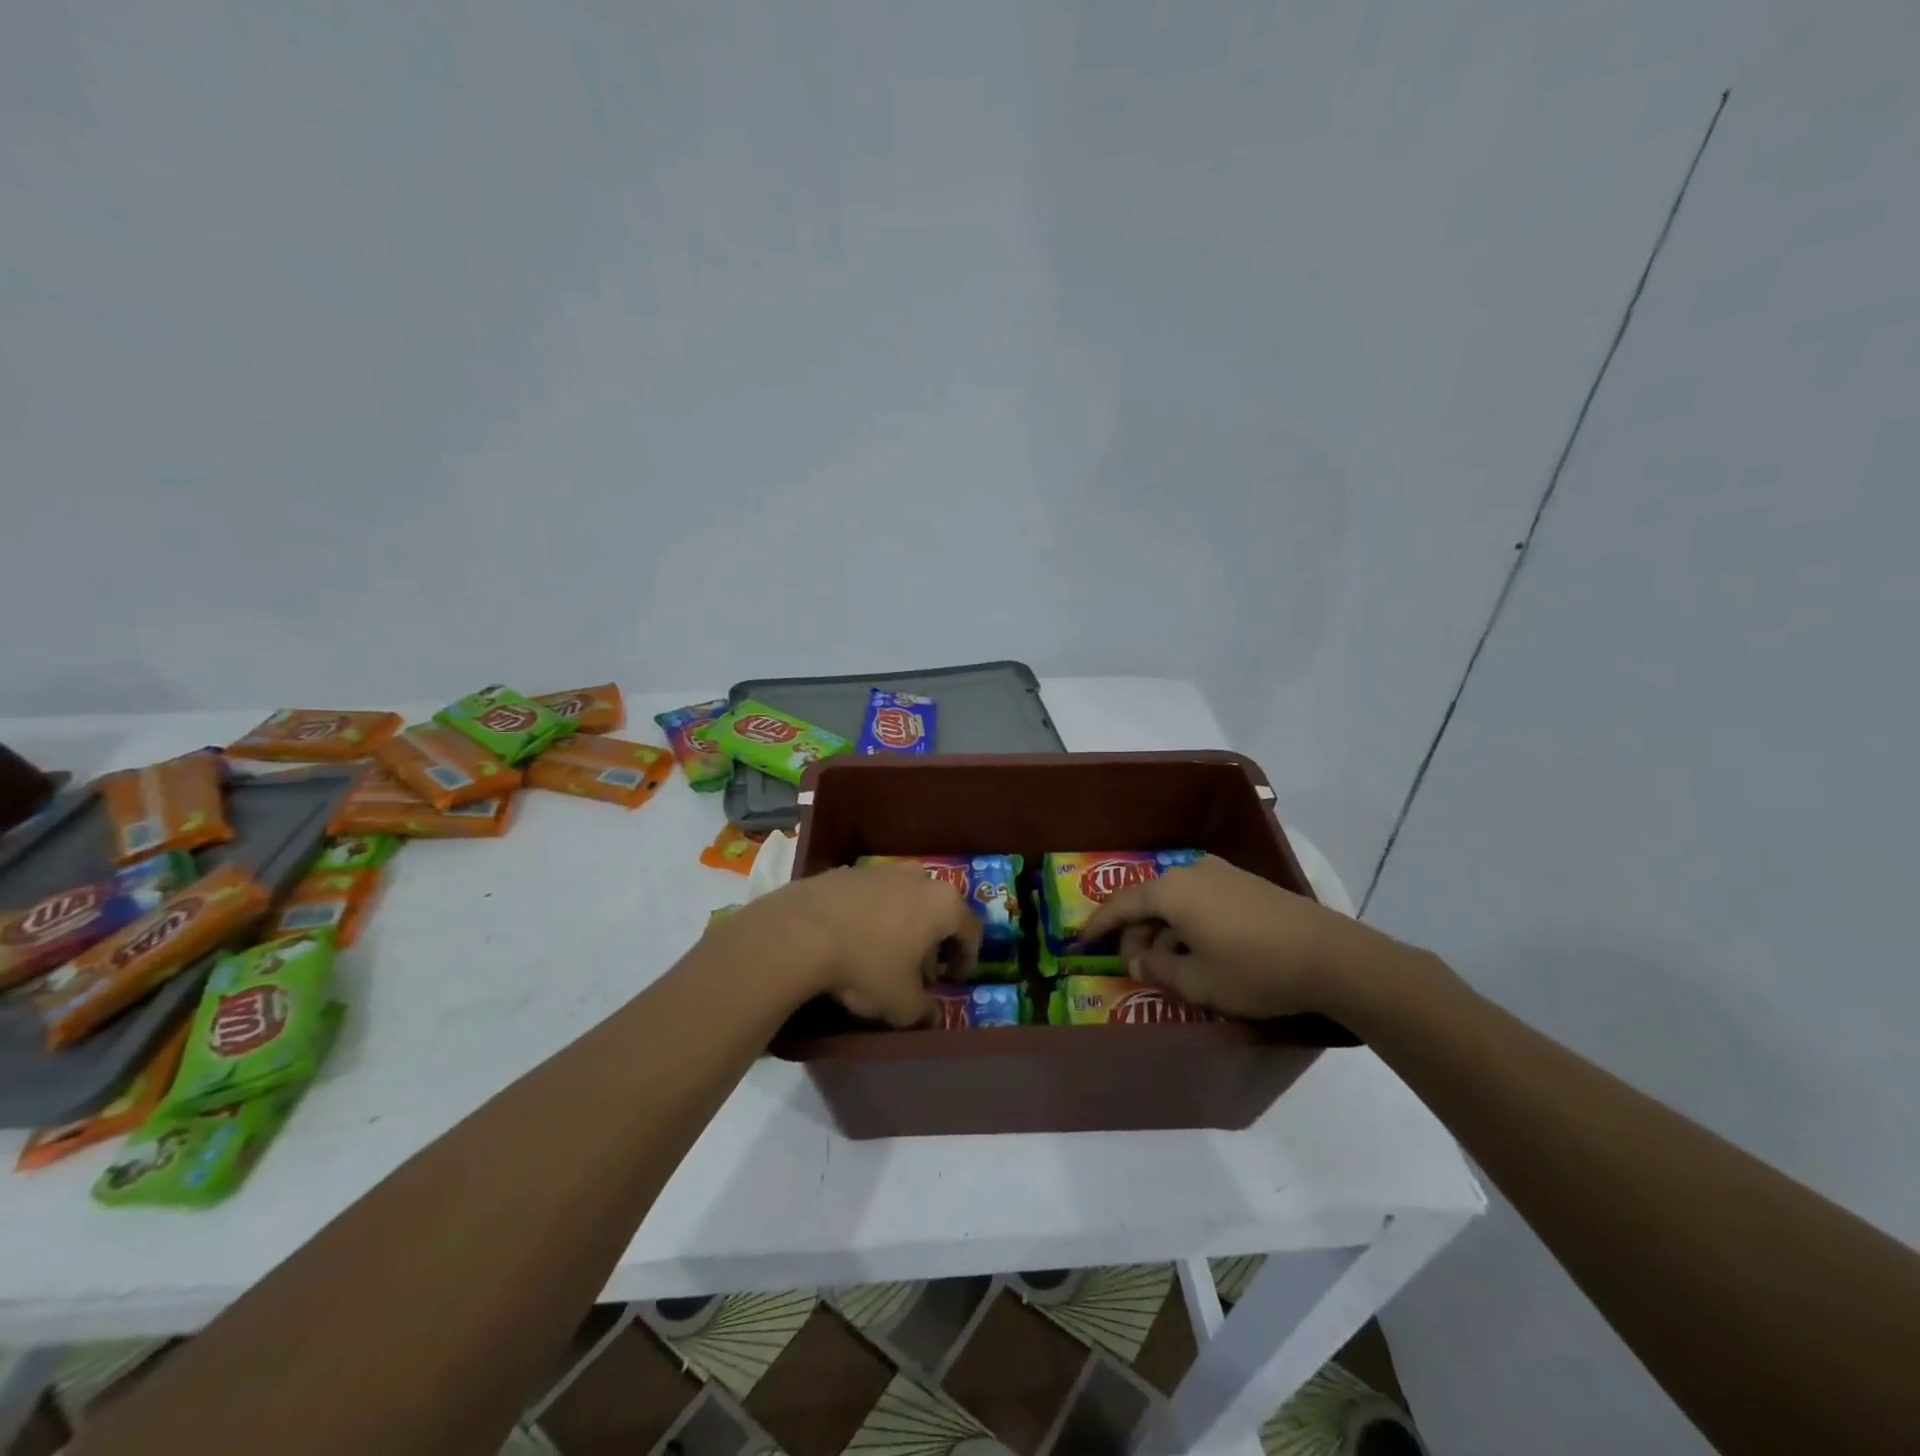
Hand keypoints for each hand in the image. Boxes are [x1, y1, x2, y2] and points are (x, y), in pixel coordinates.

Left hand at [713, 862, 982, 1026]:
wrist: (800, 932)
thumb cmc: (867, 966)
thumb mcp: (902, 1005)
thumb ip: (925, 1011)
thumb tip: (932, 1016)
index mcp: (944, 904)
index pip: (971, 931)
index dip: (967, 959)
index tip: (954, 980)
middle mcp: (919, 878)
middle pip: (937, 911)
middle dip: (932, 941)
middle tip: (920, 971)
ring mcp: (881, 870)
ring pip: (904, 899)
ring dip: (902, 925)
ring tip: (884, 956)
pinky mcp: (846, 871)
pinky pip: (871, 897)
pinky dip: (871, 916)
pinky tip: (853, 940)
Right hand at [1080, 854, 1413, 1018]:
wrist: (1332, 957)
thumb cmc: (1254, 970)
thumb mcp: (1197, 982)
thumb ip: (1157, 969)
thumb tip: (1135, 959)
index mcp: (1171, 890)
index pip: (1121, 904)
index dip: (1097, 925)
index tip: (1079, 942)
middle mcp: (1192, 871)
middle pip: (1149, 901)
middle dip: (1136, 933)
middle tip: (1135, 966)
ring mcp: (1222, 874)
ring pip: (1176, 901)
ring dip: (1165, 930)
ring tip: (1171, 965)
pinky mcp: (1247, 884)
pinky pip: (1201, 900)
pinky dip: (1189, 923)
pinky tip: (1202, 950)